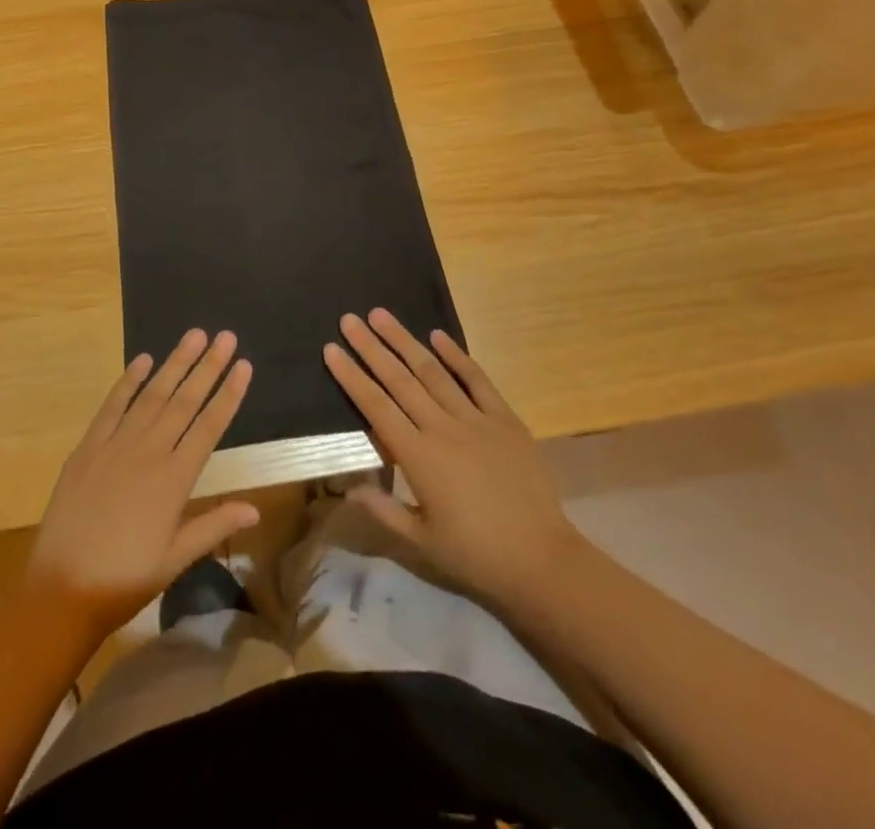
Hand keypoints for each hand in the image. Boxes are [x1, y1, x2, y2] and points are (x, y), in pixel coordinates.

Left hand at [24, 329, 259, 640]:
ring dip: (175, 363)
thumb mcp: (175, 559)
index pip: (210, 426)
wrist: (62, 590)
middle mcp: (149, 452)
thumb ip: (214, 526)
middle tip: (226, 336)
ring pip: (152, 395)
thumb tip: (255, 508)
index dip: (229, 394)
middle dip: (208, 366)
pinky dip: (128, 381)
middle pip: (185, 400)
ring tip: (194, 336)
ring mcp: (116, 445)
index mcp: (175, 479)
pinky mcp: (88, 446)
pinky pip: (112, 405)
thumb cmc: (125, 580)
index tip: (244, 364)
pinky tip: (143, 360)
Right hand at [324, 309, 580, 612]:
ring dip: (405, 341)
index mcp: (418, 458)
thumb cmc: (476, 555)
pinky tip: (437, 335)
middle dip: (371, 347)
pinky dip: (457, 356)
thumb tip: (347, 488)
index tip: (331, 349)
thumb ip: (383, 510)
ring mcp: (476, 420)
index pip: (376, 407)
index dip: (351, 377)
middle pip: (399, 380)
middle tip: (349, 319)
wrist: (543, 560)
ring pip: (433, 372)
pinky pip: (477, 381)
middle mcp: (442, 429)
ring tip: (382, 315)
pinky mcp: (505, 420)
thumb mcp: (421, 542)